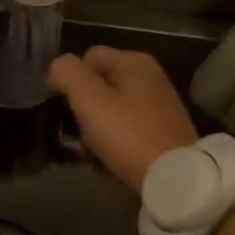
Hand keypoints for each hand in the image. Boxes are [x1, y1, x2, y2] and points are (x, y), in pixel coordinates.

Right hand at [49, 47, 197, 193]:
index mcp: (134, 61)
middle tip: (79, 130)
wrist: (175, 177)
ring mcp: (158, 103)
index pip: (87, 57)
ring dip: (96, 125)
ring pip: (110, 107)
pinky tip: (110, 156)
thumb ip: (67, 73)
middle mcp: (149, 76)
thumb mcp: (89, 99)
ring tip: (93, 148)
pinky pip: (126, 126)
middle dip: (83, 106)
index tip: (66, 107)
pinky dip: (115, 138)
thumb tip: (58, 67)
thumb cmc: (128, 134)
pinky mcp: (163, 129)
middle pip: (99, 83)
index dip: (70, 79)